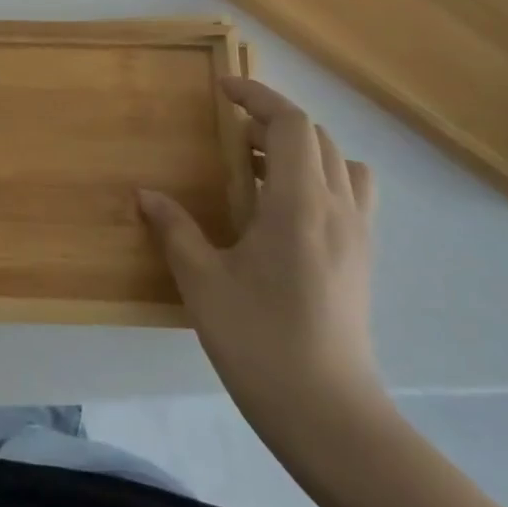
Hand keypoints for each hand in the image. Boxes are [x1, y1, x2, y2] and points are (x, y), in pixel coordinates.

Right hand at [138, 78, 384, 439]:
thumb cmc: (260, 341)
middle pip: (318, 138)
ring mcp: (357, 236)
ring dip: (302, 152)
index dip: (259, 97)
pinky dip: (319, 181)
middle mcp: (338, 209)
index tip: (224, 90)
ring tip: (260, 171)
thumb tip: (145, 195)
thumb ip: (174, 229)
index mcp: (299, 204)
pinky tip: (281, 214)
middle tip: (231, 139)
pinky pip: (350, 196)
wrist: (330, 417)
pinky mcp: (362, 261)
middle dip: (274, 124)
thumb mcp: (202, 282)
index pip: (292, 124)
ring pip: (341, 165)